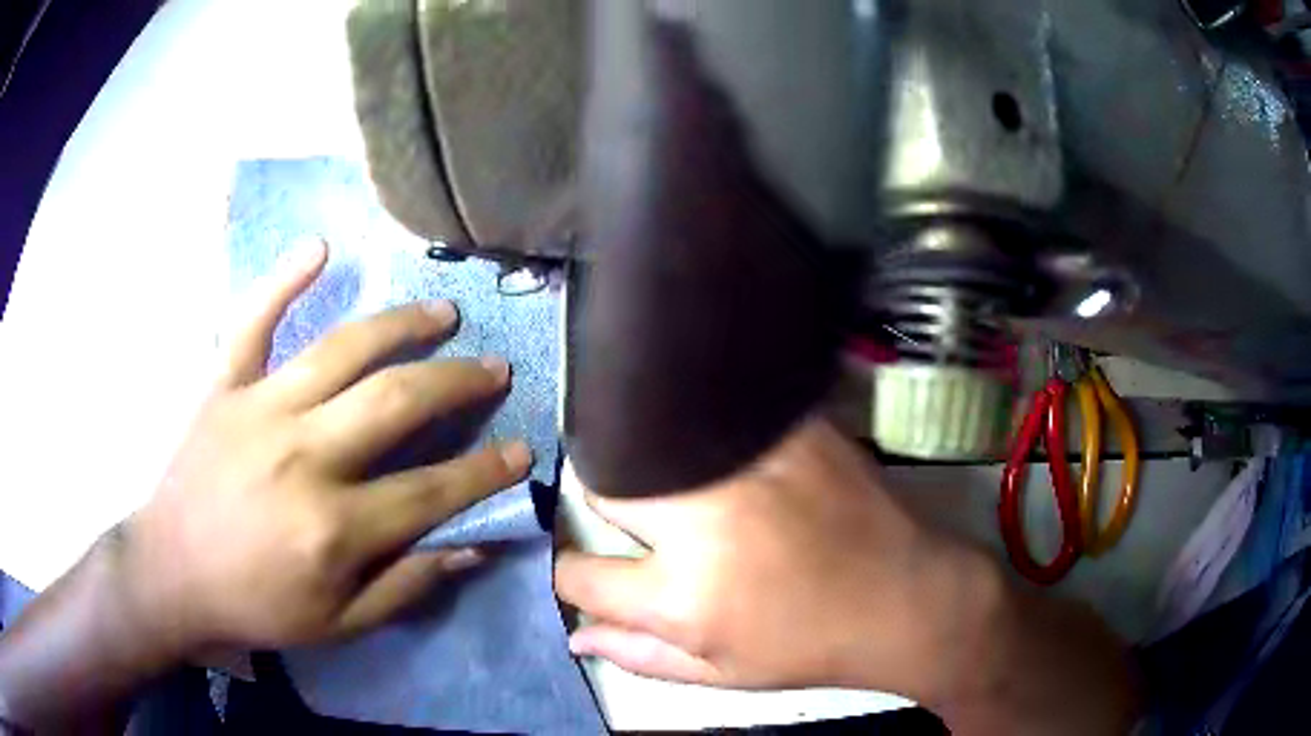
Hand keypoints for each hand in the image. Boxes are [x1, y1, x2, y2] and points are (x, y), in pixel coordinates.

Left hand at [116, 241, 531, 657]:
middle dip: (456, 383)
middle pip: (396, 403)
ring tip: (442, 313)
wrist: (171, 573)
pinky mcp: (224, 386)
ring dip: (401, 326)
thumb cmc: (255, 605)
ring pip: (342, 350)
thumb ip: (406, 587)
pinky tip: (320, 248)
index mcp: (334, 527)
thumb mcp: (338, 625)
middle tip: (492, 368)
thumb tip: (473, 546)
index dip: (485, 470)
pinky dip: (285, 280)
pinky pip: (255, 321)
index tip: (522, 449)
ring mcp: (260, 409)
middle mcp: (304, 456)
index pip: (431, 490)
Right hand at [554, 417, 1001, 700]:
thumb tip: (574, 633)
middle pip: (601, 487)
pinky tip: (722, 455)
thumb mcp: (722, 673)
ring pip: (651, 442)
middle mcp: (702, 522)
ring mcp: (747, 466)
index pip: (578, 573)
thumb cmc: (811, 646)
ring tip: (682, 489)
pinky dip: (703, 434)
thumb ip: (639, 654)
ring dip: (651, 467)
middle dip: (608, 508)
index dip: (569, 573)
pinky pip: (715, 416)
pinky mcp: (785, 431)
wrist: (904, 596)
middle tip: (643, 522)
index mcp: (683, 597)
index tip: (582, 566)